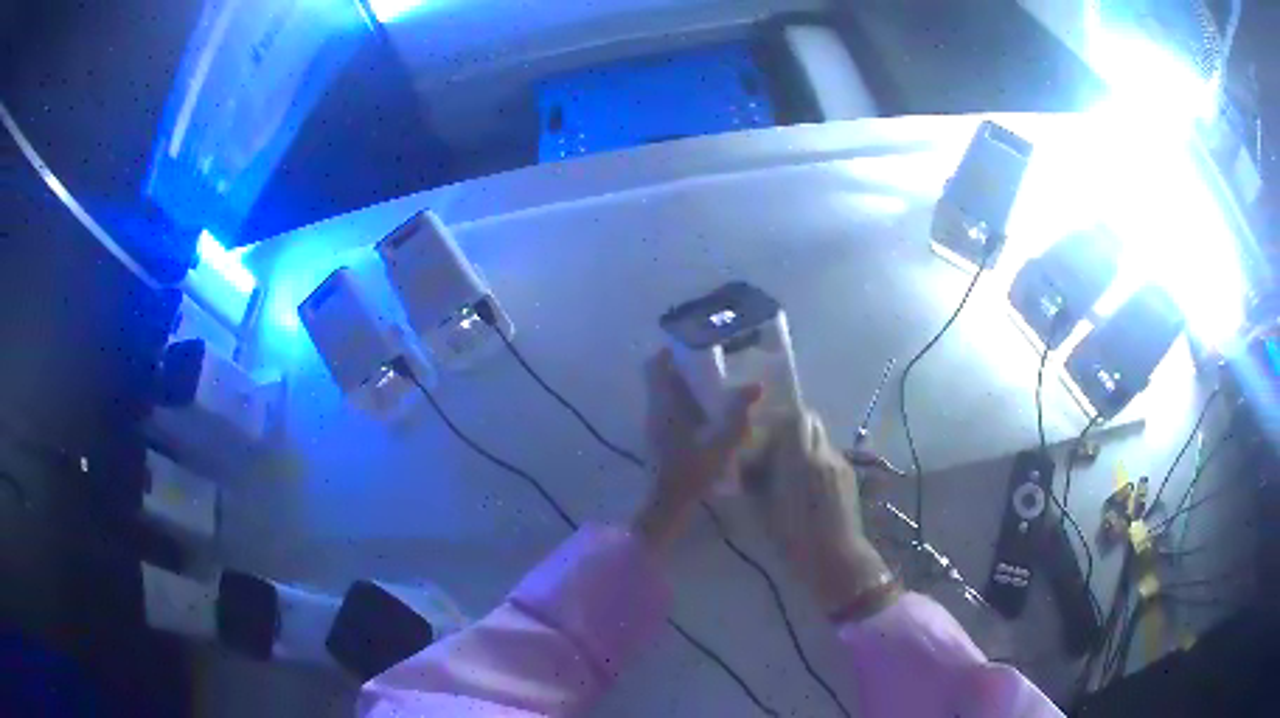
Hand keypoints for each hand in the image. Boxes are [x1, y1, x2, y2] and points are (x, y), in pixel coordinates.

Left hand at [632, 349, 761, 552]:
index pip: (654, 365)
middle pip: (659, 378)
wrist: (666, 504)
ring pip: (664, 395)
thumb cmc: (691, 470)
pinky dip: (684, 406)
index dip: (669, 351)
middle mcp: (655, 409)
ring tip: (714, 386)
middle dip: (681, 368)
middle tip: (711, 363)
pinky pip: (668, 411)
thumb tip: (755, 385)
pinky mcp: (658, 440)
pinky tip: (707, 416)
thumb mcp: (721, 440)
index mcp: (664, 403)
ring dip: (683, 388)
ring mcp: (654, 426)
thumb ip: (737, 411)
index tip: (691, 343)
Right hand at [742, 412, 896, 615]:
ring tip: (790, 474)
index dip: (779, 421)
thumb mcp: (763, 509)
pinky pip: (829, 458)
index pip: (796, 417)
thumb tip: (748, 463)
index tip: (764, 437)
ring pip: (820, 442)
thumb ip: (755, 479)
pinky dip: (816, 464)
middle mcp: (824, 454)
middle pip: (811, 423)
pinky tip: (807, 489)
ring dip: (804, 449)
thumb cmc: (794, 538)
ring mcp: (841, 465)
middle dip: (793, 431)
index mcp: (801, 459)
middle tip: (775, 452)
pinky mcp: (849, 478)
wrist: (835, 558)